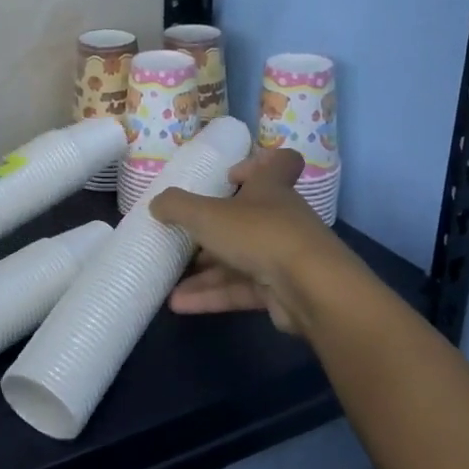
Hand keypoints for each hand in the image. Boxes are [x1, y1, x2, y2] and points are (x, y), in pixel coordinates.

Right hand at [149, 148, 331, 333]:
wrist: (312, 289)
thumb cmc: (259, 234)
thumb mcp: (207, 213)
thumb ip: (177, 205)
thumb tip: (156, 204)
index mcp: (270, 189)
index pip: (279, 163)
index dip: (256, 163)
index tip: (228, 176)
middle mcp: (280, 218)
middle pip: (248, 218)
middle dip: (214, 229)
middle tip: (185, 236)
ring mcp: (282, 256)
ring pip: (239, 259)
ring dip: (205, 272)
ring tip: (169, 281)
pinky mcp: (281, 291)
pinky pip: (241, 289)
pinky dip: (212, 296)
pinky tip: (180, 305)